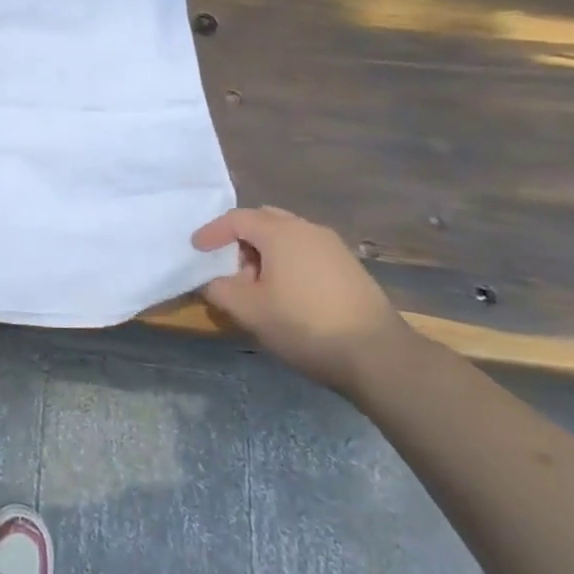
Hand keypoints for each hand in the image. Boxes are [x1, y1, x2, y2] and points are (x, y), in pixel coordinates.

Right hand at [191, 206, 415, 394]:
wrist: (377, 355)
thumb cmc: (304, 325)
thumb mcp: (249, 310)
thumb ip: (219, 288)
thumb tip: (210, 280)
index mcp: (280, 232)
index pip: (236, 218)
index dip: (212, 232)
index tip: (196, 248)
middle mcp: (307, 229)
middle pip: (264, 220)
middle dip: (240, 237)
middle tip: (227, 264)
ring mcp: (332, 246)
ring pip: (287, 235)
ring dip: (264, 251)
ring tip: (256, 283)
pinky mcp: (349, 266)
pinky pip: (306, 250)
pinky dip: (286, 260)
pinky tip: (285, 291)